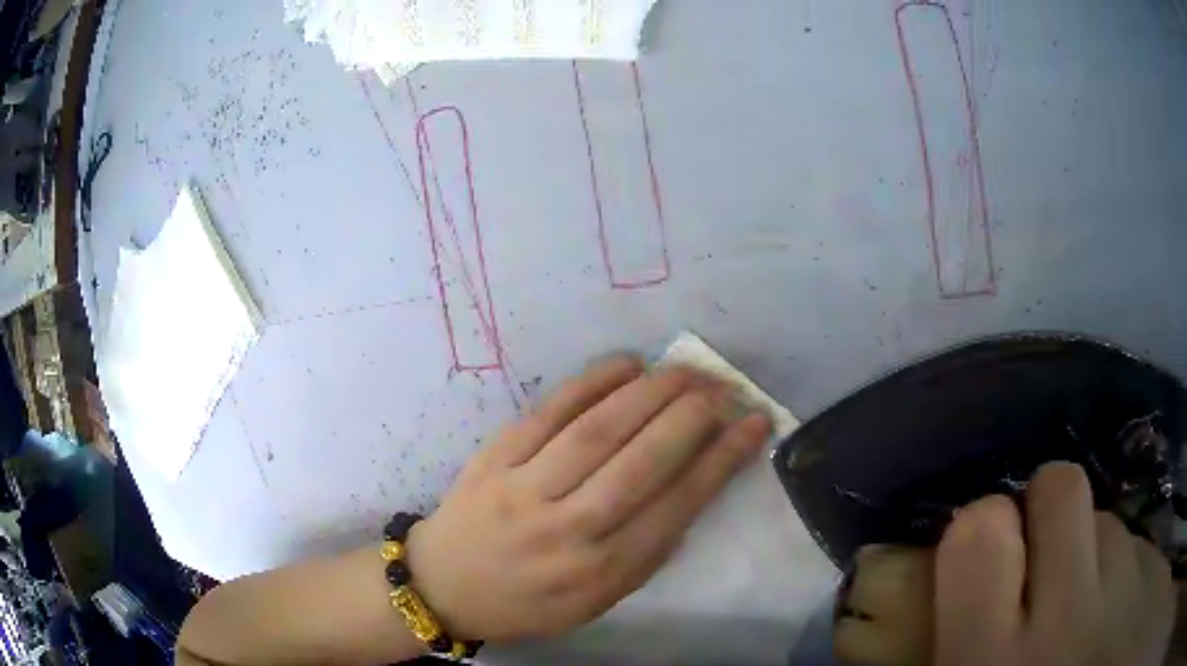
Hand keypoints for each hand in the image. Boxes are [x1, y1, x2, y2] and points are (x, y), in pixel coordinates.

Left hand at [405, 355, 771, 641]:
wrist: (443, 586)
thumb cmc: (527, 603)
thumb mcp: (596, 602)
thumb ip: (645, 554)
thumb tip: (691, 488)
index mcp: (601, 573)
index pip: (676, 506)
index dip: (722, 460)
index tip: (753, 425)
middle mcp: (569, 530)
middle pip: (643, 461)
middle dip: (694, 416)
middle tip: (725, 388)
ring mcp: (526, 489)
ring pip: (600, 430)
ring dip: (653, 393)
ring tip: (687, 371)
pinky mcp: (495, 458)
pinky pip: (549, 412)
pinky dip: (593, 383)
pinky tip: (628, 365)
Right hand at [835, 462, 1175, 665]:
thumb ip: (943, 640)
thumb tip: (914, 582)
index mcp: (994, 662)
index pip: (978, 532)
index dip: (979, 528)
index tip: (985, 554)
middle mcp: (1070, 618)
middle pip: (1057, 488)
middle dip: (1045, 511)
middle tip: (1045, 561)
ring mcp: (1130, 586)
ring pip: (1106, 518)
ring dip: (1091, 553)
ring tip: (1088, 613)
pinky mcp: (1154, 568)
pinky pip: (1137, 543)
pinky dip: (1122, 572)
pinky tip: (1116, 618)